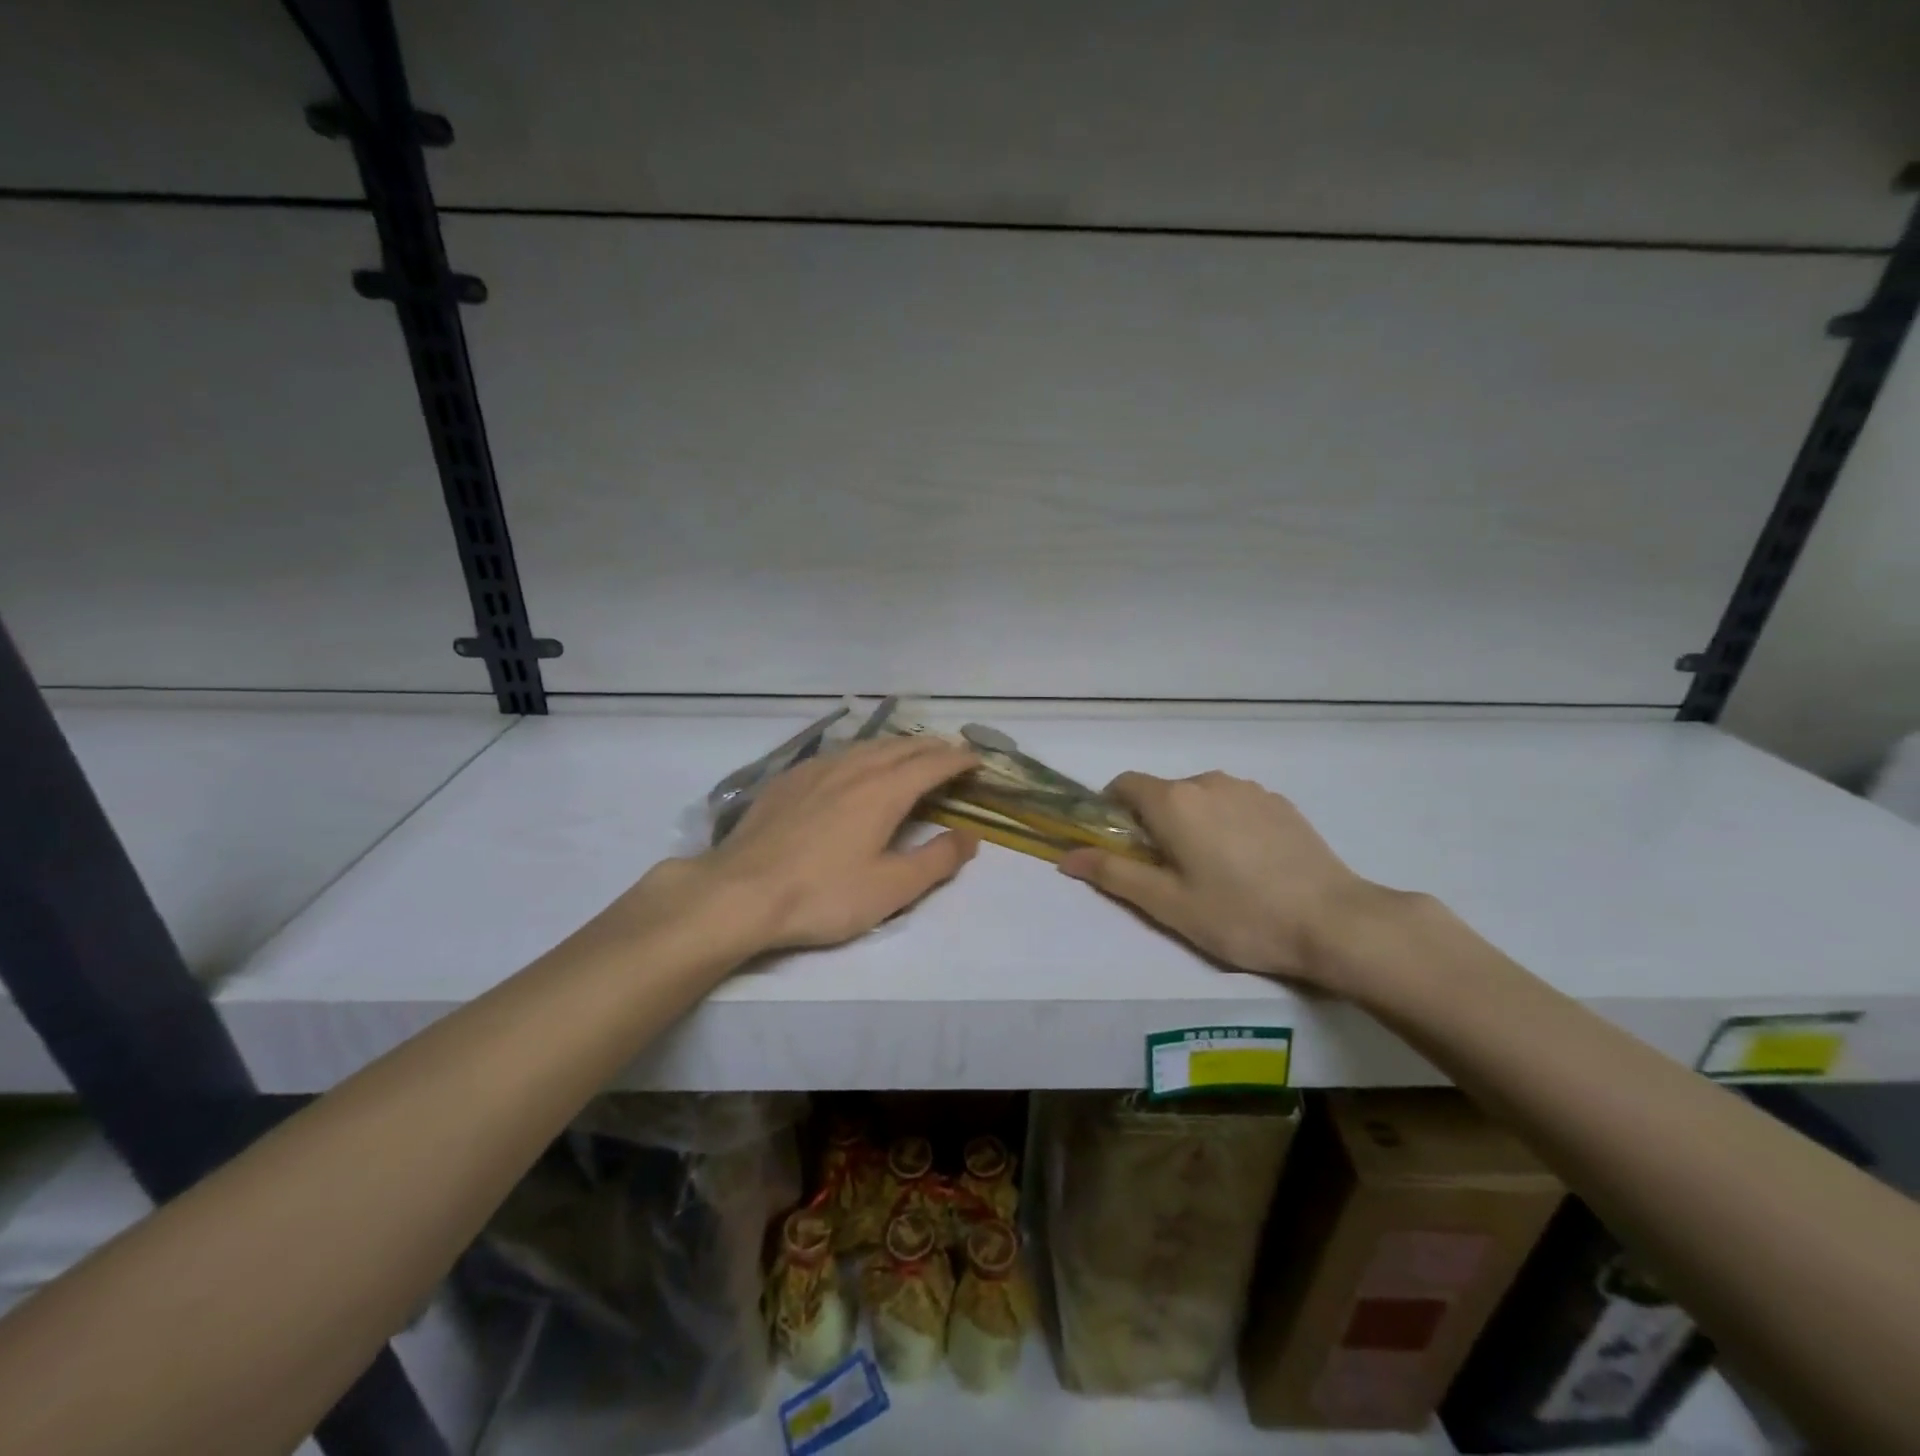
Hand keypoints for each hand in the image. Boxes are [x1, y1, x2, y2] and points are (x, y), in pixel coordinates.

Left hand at [624, 737, 980, 955]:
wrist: (740, 892)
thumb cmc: (823, 895)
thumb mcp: (891, 888)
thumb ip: (937, 860)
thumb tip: (970, 836)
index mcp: (884, 790)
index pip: (932, 763)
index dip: (959, 759)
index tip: (978, 760)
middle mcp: (854, 768)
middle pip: (902, 746)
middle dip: (932, 746)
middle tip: (952, 753)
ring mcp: (817, 769)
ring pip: (868, 745)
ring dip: (898, 745)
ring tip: (911, 753)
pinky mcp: (789, 779)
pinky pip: (838, 753)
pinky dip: (863, 752)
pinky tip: (854, 765)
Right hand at [1059, 770, 1393, 989]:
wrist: (1334, 920)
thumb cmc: (1240, 915)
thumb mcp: (1167, 904)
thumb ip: (1113, 874)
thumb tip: (1066, 857)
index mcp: (1174, 801)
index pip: (1124, 784)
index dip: (1111, 811)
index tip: (1122, 847)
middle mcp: (1208, 781)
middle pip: (1163, 793)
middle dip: (1154, 824)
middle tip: (1168, 873)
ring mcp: (1249, 789)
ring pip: (1201, 798)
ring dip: (1192, 823)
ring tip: (1214, 872)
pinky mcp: (1280, 802)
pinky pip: (1235, 804)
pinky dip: (1227, 824)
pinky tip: (1249, 865)